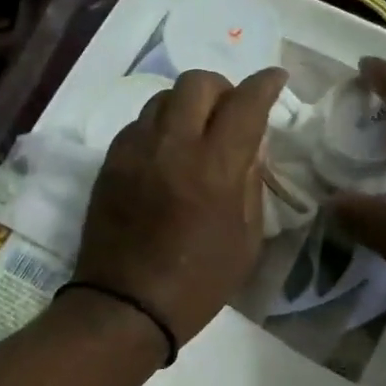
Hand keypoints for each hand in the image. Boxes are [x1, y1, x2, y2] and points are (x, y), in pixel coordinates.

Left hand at [72, 67, 287, 347]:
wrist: (126, 306)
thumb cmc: (197, 283)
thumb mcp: (246, 241)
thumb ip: (251, 184)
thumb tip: (249, 148)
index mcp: (215, 167)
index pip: (245, 102)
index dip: (265, 83)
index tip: (275, 80)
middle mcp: (173, 146)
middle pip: (197, 83)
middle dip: (222, 88)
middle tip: (230, 112)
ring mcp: (135, 151)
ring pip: (162, 98)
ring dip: (186, 105)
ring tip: (195, 133)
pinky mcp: (110, 163)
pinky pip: (137, 124)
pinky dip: (158, 127)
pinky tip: (165, 153)